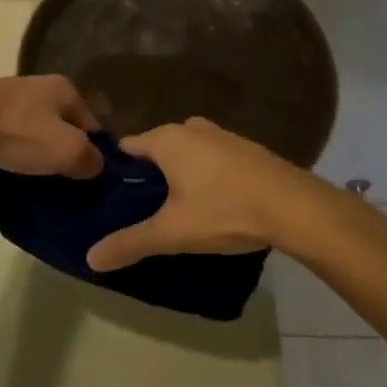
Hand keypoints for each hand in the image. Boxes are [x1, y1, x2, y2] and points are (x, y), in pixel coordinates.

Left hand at [0, 75, 103, 177]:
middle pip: (65, 129)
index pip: (94, 127)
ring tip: (37, 180)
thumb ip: (91, 160)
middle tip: (63, 184)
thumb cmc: (19, 132)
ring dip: (39, 154)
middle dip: (65, 155)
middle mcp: (42, 87)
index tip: (87, 182)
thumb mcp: (68, 151)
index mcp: (67, 90)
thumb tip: (96, 166)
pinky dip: (16, 150)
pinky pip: (14, 135)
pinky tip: (12, 167)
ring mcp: (13, 97)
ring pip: (38, 132)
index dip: (94, 156)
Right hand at [86, 118, 301, 270]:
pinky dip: (207, 176)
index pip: (127, 148)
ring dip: (180, 175)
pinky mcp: (248, 150)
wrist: (295, 207)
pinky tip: (213, 204)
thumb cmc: (225, 211)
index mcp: (167, 139)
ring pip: (188, 153)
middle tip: (141, 209)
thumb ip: (130, 243)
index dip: (116, 171)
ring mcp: (223, 135)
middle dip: (149, 176)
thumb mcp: (172, 233)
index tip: (109, 196)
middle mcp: (192, 128)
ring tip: (175, 209)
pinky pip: (214, 159)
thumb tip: (90, 258)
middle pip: (157, 150)